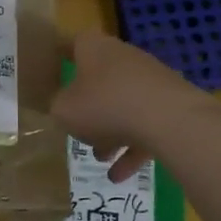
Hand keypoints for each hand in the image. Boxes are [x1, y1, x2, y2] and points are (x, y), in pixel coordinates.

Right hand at [52, 29, 213, 182]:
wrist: (168, 119)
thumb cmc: (105, 105)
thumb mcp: (64, 110)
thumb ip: (58, 106)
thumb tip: (63, 105)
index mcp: (95, 48)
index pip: (72, 44)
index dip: (59, 56)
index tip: (50, 70)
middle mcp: (123, 57)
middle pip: (99, 79)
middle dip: (88, 108)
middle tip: (76, 129)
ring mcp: (150, 80)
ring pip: (123, 106)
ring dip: (111, 132)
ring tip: (101, 159)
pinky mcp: (170, 104)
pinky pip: (145, 125)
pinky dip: (132, 149)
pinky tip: (121, 176)